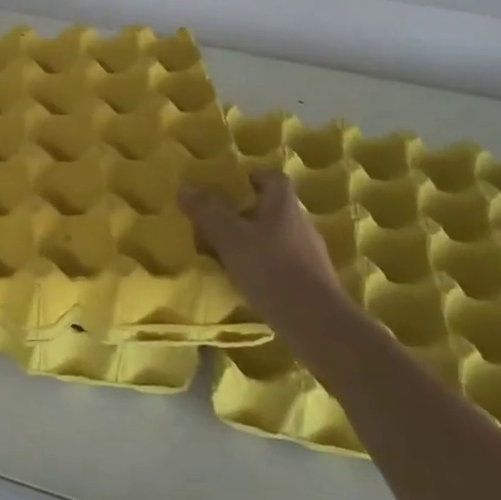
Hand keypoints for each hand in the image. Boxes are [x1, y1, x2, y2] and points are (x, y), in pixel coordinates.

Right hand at [181, 171, 345, 330]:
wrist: (315, 321)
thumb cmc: (270, 268)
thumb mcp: (229, 237)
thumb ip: (207, 212)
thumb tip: (184, 188)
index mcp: (283, 203)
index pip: (273, 177)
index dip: (252, 178)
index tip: (231, 187)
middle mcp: (301, 222)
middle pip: (273, 207)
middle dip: (247, 213)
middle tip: (220, 223)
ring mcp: (310, 253)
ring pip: (278, 236)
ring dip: (256, 241)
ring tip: (229, 254)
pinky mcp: (313, 280)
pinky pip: (284, 262)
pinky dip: (266, 266)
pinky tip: (249, 281)